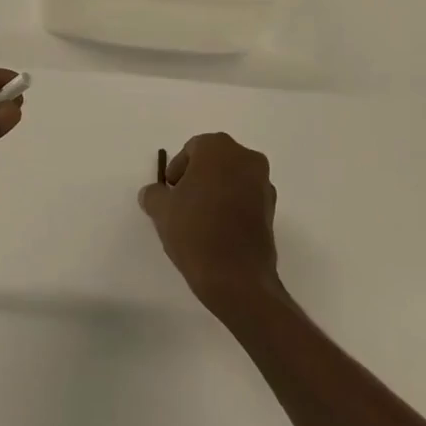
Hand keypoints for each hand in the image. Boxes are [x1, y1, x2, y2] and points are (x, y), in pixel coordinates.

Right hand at [139, 133, 281, 309]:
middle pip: (215, 161)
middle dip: (198, 178)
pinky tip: (218, 231)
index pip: (192, 149)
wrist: (236, 277)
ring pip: (232, 179)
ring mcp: (263, 184)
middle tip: (181, 203)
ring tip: (199, 220)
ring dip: (216, 192)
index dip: (177, 170)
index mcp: (218, 148)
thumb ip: (154, 194)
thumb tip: (153, 193)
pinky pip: (245, 199)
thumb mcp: (161, 210)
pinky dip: (232, 207)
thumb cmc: (195, 230)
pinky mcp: (272, 210)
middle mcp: (246, 158)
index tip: (170, 192)